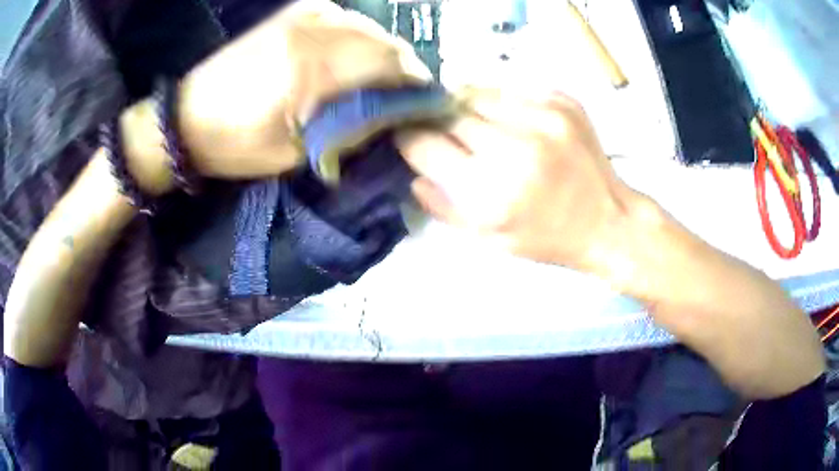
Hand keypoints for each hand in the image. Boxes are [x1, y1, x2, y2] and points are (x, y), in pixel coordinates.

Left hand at [177, 0, 431, 178]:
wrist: (186, 118)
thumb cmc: (235, 144)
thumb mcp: (294, 153)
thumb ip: (347, 127)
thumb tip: (390, 113)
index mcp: (311, 69)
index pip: (387, 64)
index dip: (414, 82)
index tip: (425, 102)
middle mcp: (312, 31)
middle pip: (382, 40)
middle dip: (403, 66)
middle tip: (407, 92)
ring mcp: (301, 17)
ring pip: (366, 25)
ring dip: (382, 49)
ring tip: (382, 75)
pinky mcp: (290, 15)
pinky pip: (342, 16)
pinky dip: (358, 33)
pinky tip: (353, 52)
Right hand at [397, 90, 638, 270]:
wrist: (608, 221)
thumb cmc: (546, 238)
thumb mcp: (488, 239)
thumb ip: (442, 205)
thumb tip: (413, 170)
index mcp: (491, 191)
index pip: (425, 144)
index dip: (410, 139)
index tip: (411, 139)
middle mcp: (515, 148)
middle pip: (449, 114)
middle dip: (440, 124)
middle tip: (450, 138)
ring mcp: (543, 117)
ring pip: (477, 95)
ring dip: (469, 110)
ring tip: (484, 130)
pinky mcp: (562, 101)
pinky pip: (510, 91)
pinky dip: (502, 104)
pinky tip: (515, 125)